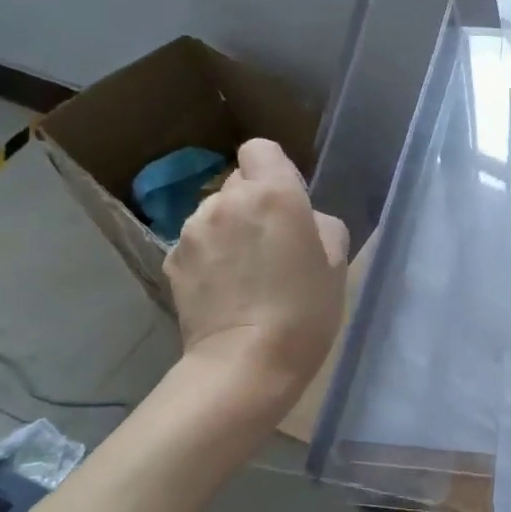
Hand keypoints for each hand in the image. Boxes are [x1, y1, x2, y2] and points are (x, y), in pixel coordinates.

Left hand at [164, 139, 347, 401]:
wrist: (247, 362)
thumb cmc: (306, 310)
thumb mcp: (337, 262)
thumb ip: (320, 224)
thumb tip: (302, 220)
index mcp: (272, 193)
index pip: (261, 149)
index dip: (276, 170)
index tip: (290, 202)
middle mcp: (226, 201)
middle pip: (238, 183)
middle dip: (254, 203)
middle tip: (273, 244)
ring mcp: (192, 230)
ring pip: (215, 213)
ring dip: (230, 229)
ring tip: (246, 271)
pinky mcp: (172, 260)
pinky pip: (197, 243)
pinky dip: (210, 256)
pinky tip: (225, 289)